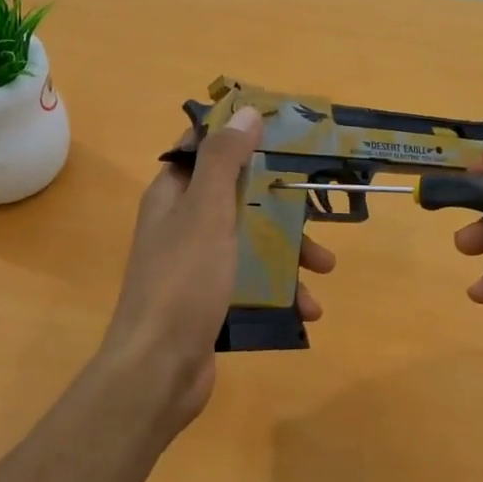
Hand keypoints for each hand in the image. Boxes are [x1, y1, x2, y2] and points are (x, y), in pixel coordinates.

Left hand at [98, 105, 334, 428]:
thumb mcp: (207, 211)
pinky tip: (306, 310)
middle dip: (280, 205)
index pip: (203, 149)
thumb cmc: (184, 280)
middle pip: (237, 197)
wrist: (158, 369)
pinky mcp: (210, 302)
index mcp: (173, 195)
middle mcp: (181, 225)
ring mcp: (196, 266)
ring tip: (324, 270)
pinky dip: (279, 292)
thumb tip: (244, 112)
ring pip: (250, 243)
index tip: (282, 136)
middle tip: (319, 210)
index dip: (239, 137)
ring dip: (288, 253)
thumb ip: (225, 160)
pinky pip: (250, 284)